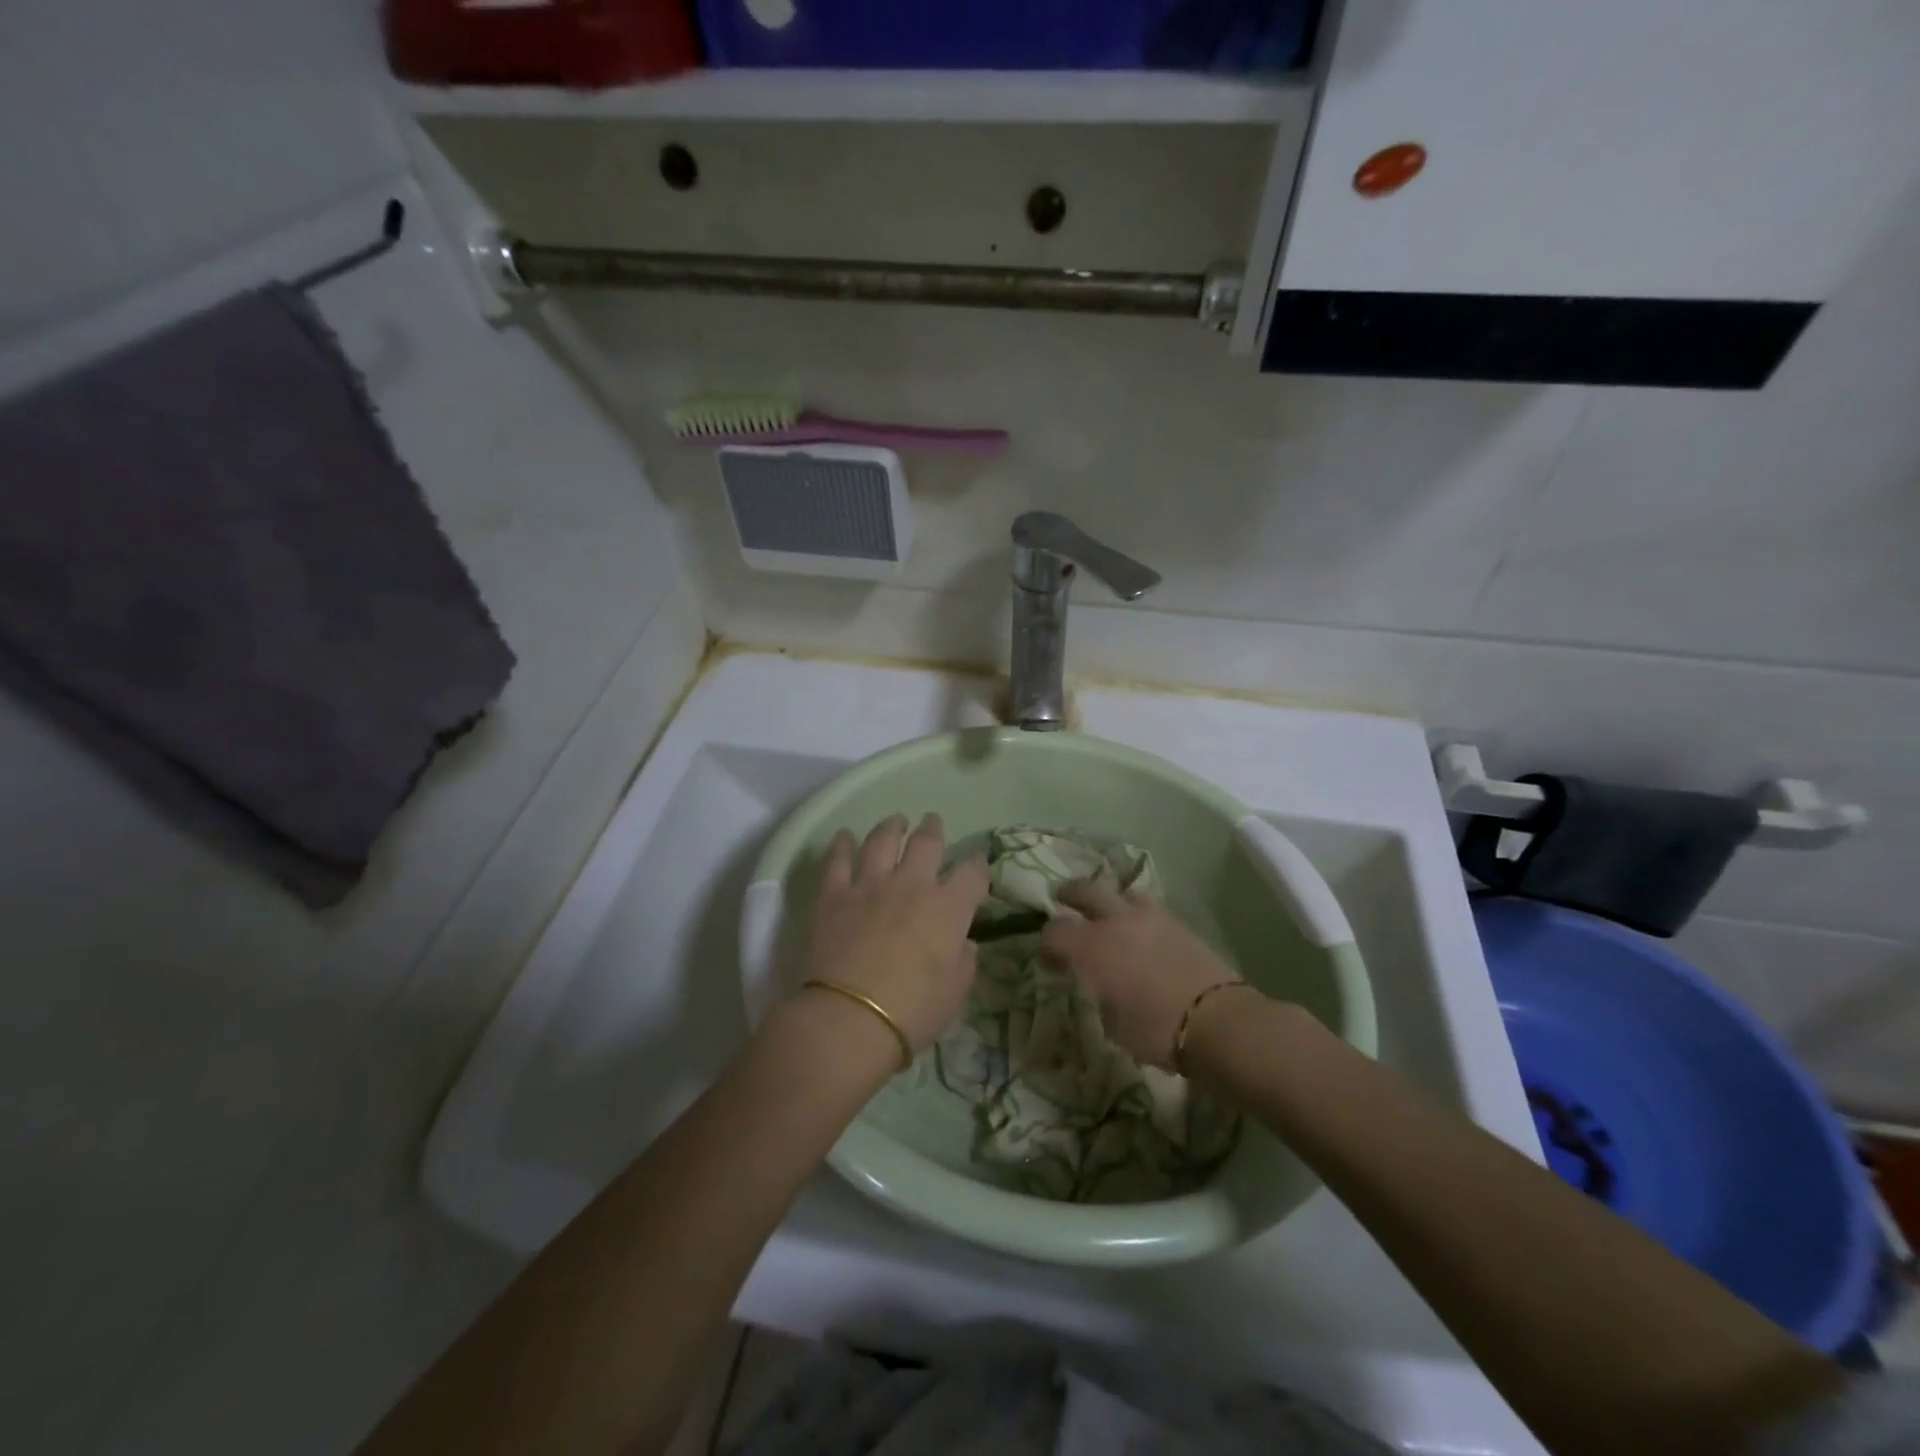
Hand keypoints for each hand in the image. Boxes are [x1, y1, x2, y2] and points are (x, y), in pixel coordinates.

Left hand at [801, 814, 988, 1049]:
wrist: (852, 1018)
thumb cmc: (913, 1011)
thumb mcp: (956, 993)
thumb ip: (964, 962)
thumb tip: (963, 944)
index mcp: (949, 908)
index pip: (972, 873)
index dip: (978, 865)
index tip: (977, 864)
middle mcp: (912, 885)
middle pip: (926, 843)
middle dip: (933, 829)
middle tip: (932, 822)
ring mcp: (870, 885)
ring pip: (882, 840)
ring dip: (891, 827)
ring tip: (895, 821)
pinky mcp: (835, 895)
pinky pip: (838, 860)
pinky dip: (842, 845)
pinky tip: (844, 836)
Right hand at [1041, 879, 1243, 1070]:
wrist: (1217, 1021)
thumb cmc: (1155, 1030)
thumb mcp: (1111, 1023)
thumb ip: (1096, 993)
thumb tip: (1095, 982)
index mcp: (1091, 947)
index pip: (1054, 931)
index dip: (1046, 944)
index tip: (1050, 961)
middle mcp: (1115, 921)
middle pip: (1084, 890)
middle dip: (1069, 895)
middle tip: (1063, 901)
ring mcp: (1149, 917)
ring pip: (1121, 892)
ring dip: (1109, 901)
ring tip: (1109, 916)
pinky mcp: (1177, 922)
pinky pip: (1148, 908)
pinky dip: (1136, 915)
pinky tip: (1140, 932)